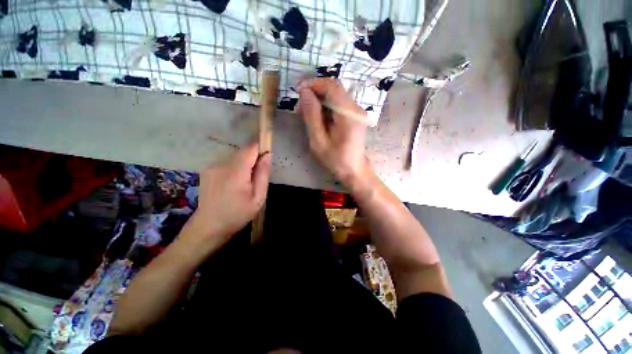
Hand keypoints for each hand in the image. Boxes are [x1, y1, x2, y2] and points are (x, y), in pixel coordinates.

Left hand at [179, 143, 270, 254]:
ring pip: (235, 158)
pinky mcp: (207, 170)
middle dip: (253, 161)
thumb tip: (267, 155)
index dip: (261, 150)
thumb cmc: (237, 214)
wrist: (208, 227)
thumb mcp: (258, 197)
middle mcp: (221, 164)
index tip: (266, 161)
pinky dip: (234, 169)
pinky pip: (227, 163)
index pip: (251, 148)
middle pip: (243, 152)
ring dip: (244, 166)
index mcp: (236, 171)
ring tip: (243, 185)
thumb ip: (263, 174)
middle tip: (255, 180)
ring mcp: (212, 166)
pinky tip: (232, 185)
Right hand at [297, 78, 370, 187]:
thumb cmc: (335, 160)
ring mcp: (358, 112)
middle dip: (315, 92)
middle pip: (334, 88)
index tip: (298, 91)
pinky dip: (327, 106)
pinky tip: (318, 117)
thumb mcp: (318, 140)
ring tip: (307, 113)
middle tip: (301, 106)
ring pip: (336, 95)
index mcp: (349, 114)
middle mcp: (356, 108)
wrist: (353, 171)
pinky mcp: (356, 116)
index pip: (331, 87)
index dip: (313, 84)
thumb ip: (312, 115)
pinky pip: (339, 104)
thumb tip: (305, 92)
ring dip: (320, 100)